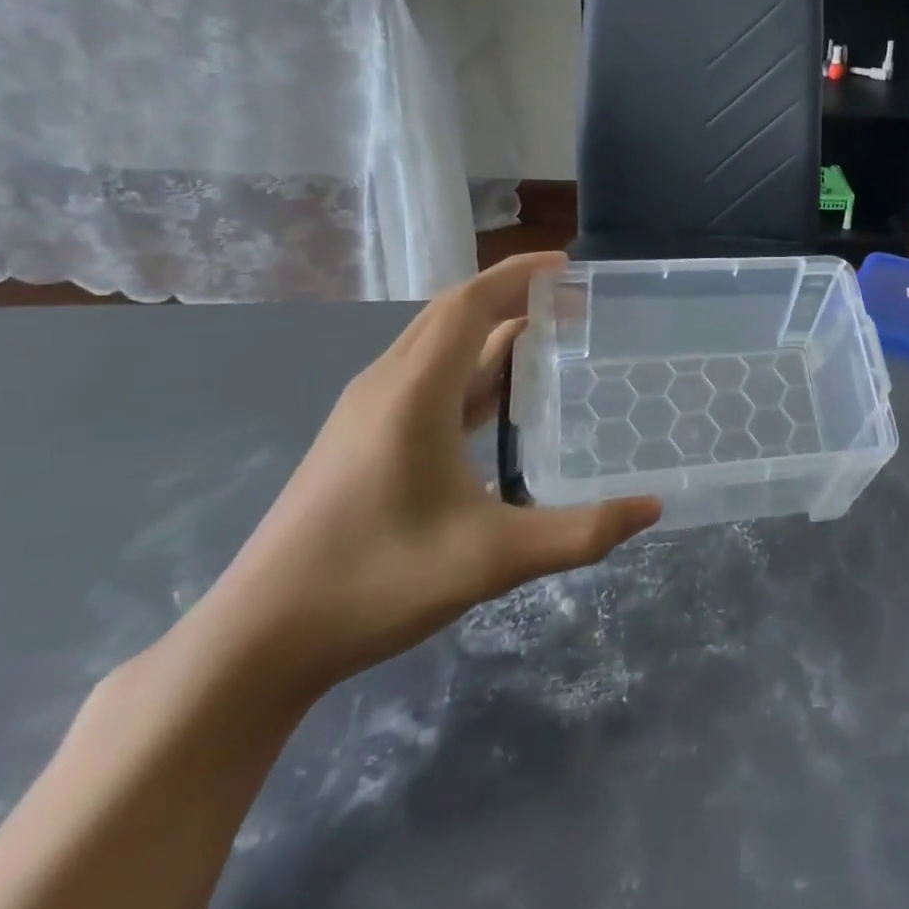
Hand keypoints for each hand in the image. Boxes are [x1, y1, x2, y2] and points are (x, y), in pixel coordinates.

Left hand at [184, 253, 660, 697]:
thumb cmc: (374, 583)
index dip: (517, 276)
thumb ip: (579, 532)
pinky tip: (500, 399)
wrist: (256, 642)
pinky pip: (425, 378)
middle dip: (511, 296)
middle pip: (451, 315)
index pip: (468, 305)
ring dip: (490, 331)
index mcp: (412, 395)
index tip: (568, 265)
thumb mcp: (491, 559)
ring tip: (547, 338)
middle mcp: (386, 387)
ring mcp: (367, 413)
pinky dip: (469, 368)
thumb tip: (652, 509)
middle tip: (572, 302)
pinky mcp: (361, 438)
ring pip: (436, 347)